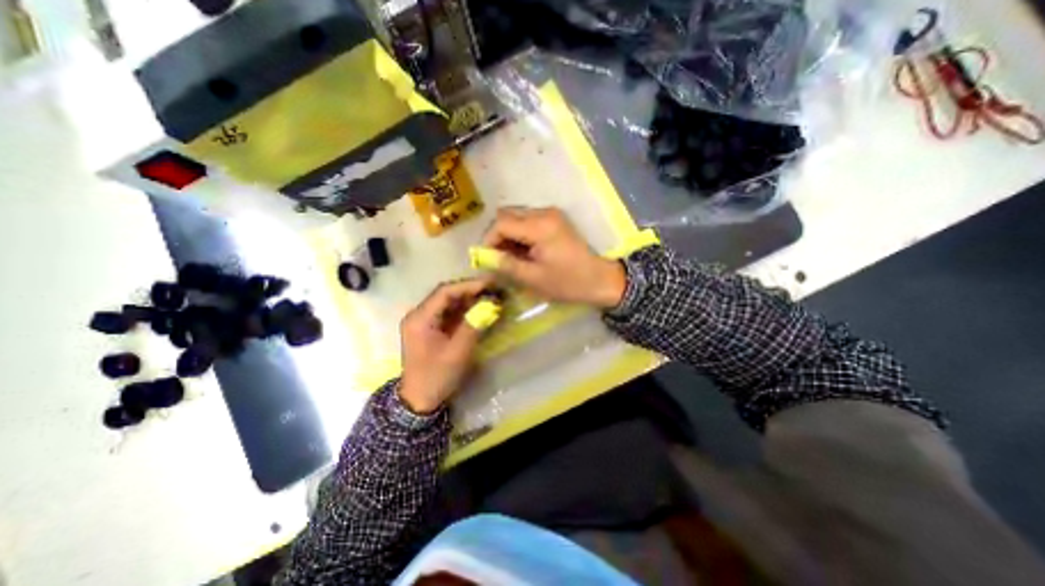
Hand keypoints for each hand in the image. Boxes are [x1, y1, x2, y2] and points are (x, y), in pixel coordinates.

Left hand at [399, 277, 492, 411]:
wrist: (420, 401)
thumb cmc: (437, 377)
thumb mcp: (457, 352)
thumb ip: (473, 326)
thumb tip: (491, 305)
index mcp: (420, 318)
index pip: (444, 292)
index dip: (468, 285)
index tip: (489, 284)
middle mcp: (420, 315)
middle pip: (446, 295)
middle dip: (471, 291)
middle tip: (494, 290)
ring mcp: (425, 322)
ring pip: (450, 303)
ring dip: (470, 300)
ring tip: (491, 298)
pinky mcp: (433, 329)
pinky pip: (450, 313)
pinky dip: (466, 310)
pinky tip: (481, 310)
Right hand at [484, 206, 628, 306]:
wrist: (600, 279)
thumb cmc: (568, 282)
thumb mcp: (534, 278)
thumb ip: (506, 265)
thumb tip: (482, 257)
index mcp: (540, 226)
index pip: (501, 223)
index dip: (488, 240)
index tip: (486, 259)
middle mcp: (544, 212)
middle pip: (507, 215)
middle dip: (497, 236)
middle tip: (497, 258)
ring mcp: (551, 214)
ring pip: (516, 217)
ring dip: (508, 235)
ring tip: (510, 258)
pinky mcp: (555, 220)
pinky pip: (528, 221)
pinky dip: (520, 234)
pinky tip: (523, 252)